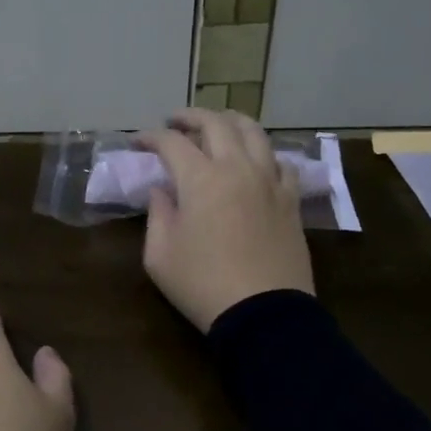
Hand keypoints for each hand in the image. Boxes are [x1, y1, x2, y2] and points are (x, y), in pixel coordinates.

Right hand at [137, 108, 314, 332]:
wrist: (263, 313)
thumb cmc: (202, 284)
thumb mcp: (160, 255)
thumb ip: (157, 215)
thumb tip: (162, 191)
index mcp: (201, 179)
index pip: (172, 142)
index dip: (151, 137)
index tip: (138, 142)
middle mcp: (238, 168)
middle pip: (216, 124)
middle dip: (190, 117)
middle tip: (174, 122)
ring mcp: (270, 182)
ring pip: (255, 133)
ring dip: (231, 122)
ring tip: (218, 125)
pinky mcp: (291, 200)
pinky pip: (282, 162)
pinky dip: (264, 154)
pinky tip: (256, 162)